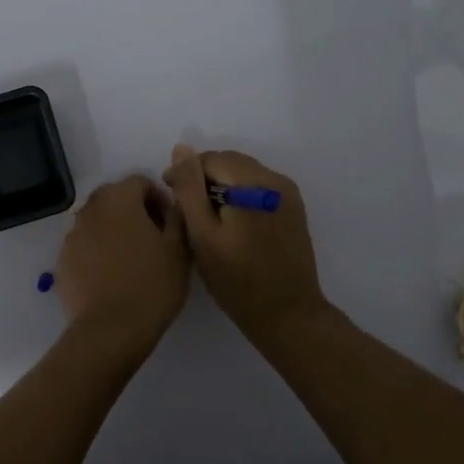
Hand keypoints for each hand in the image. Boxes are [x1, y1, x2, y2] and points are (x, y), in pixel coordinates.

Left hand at [53, 176, 190, 359]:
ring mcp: (72, 236)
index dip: (159, 198)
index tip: (170, 223)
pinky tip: (113, 277)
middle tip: (154, 239)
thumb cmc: (152, 284)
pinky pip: (85, 246)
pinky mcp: (62, 261)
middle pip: (115, 199)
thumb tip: (172, 206)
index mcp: (118, 199)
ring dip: (115, 231)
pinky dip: (99, 252)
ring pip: (98, 222)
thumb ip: (177, 217)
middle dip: (135, 212)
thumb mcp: (179, 249)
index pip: (140, 182)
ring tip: (133, 260)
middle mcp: (90, 209)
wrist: (110, 331)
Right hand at [162, 144, 327, 338]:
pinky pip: (259, 188)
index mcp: (253, 183)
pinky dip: (240, 196)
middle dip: (204, 178)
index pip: (210, 159)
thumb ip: (190, 188)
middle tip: (186, 210)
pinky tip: (231, 223)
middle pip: (229, 163)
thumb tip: (181, 149)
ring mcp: (288, 193)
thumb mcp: (202, 235)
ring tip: (206, 217)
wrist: (287, 314)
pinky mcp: (293, 208)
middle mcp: (275, 179)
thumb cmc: (237, 280)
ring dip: (222, 186)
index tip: (170, 197)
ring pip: (244, 174)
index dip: (186, 173)